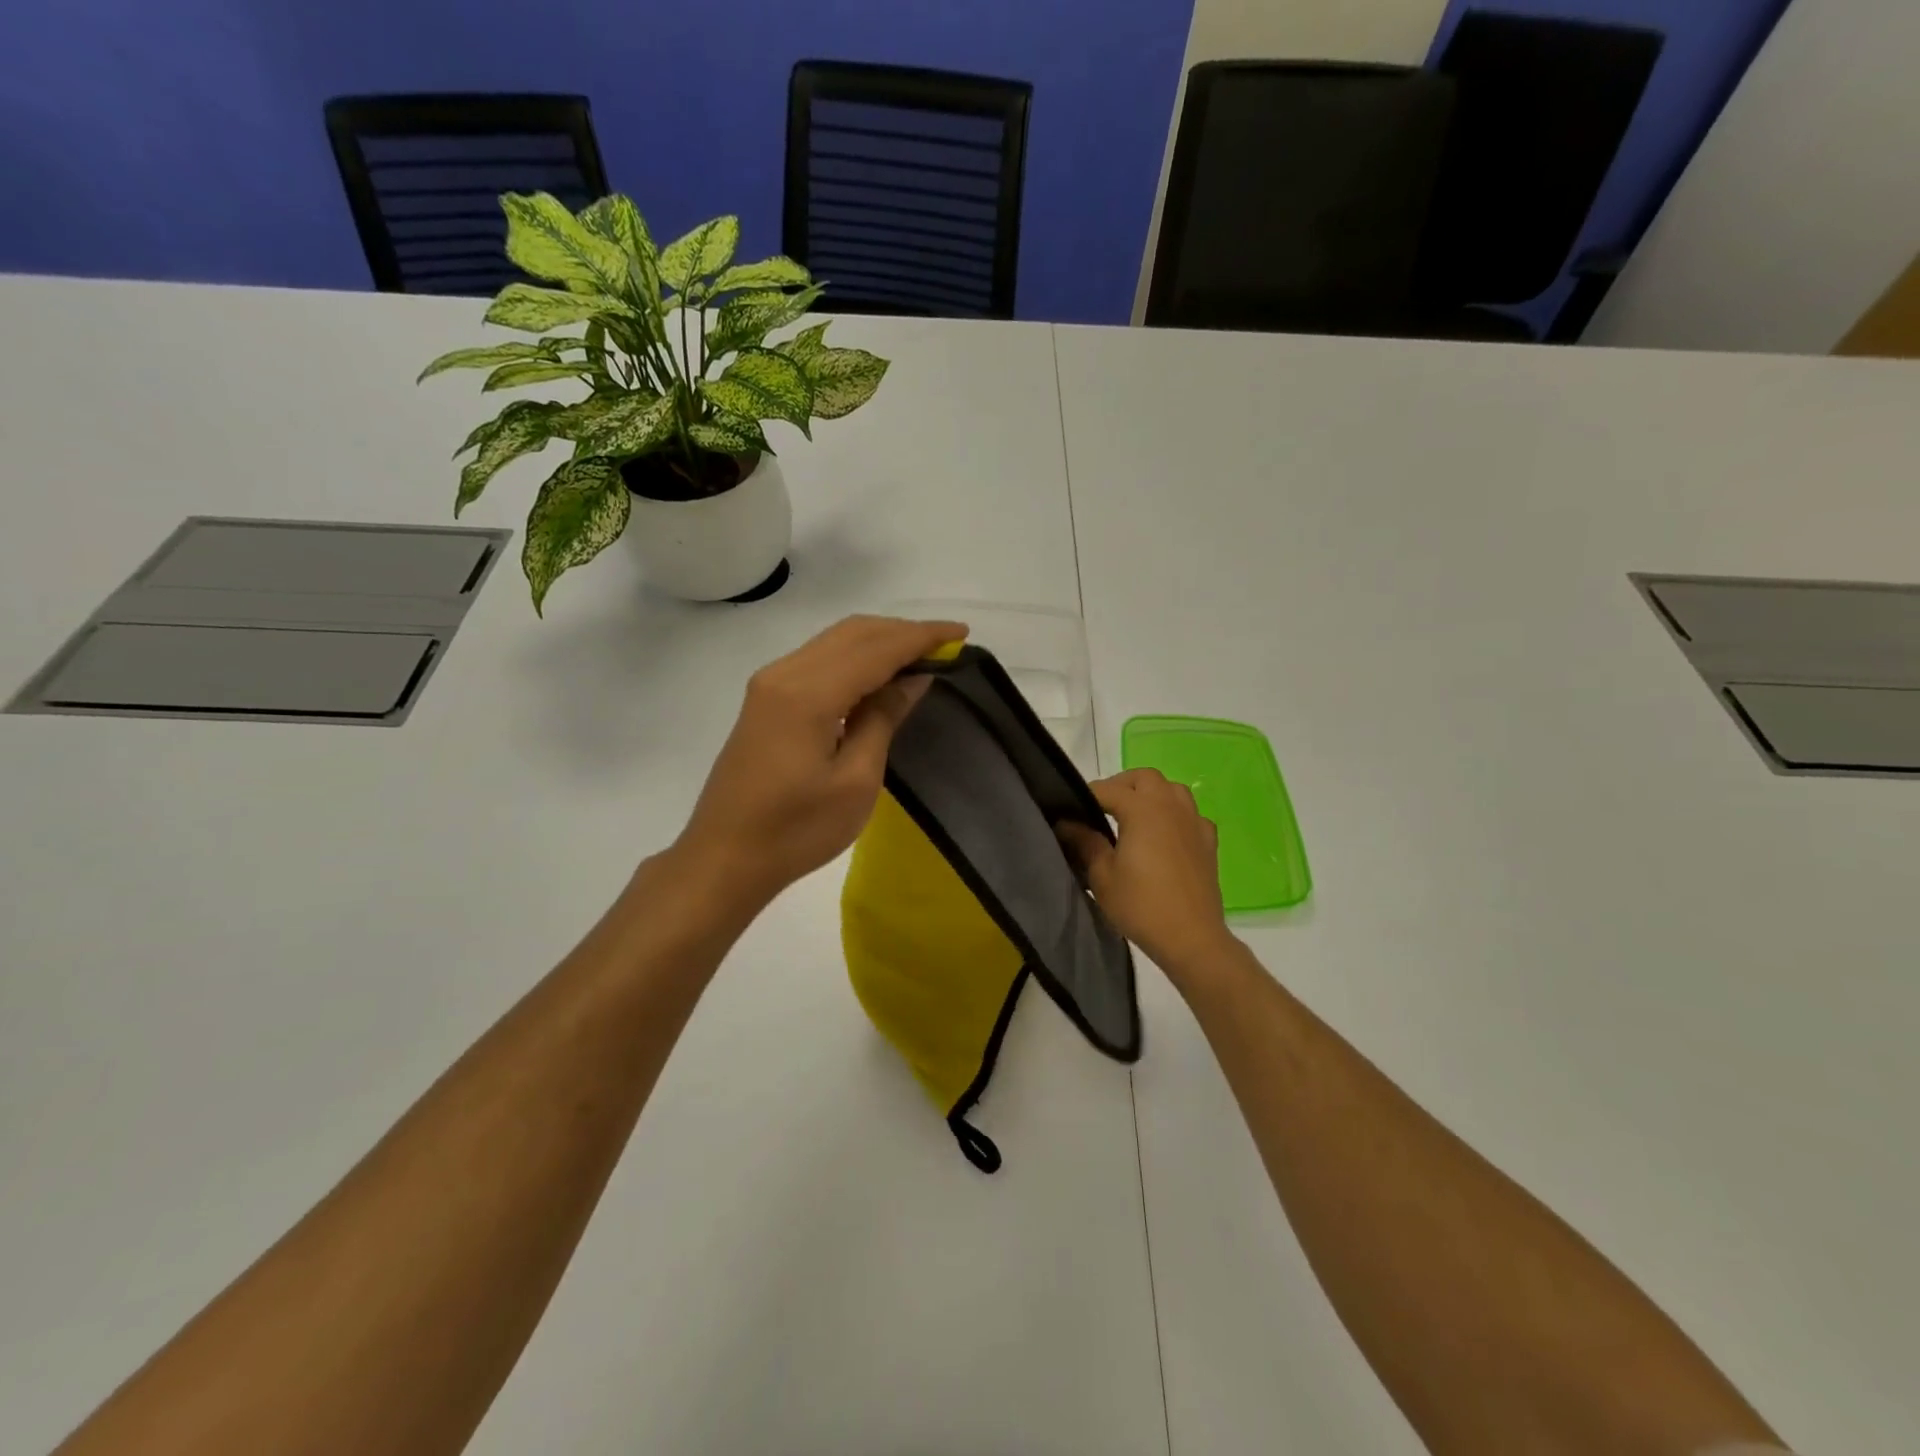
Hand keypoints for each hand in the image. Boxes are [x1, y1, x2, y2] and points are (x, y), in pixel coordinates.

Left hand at [669, 615, 965, 914]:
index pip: (876, 648)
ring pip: (834, 641)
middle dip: (902, 632)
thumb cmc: (797, 830)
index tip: (961, 632)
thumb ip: (883, 718)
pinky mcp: (765, 698)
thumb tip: (913, 676)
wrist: (725, 858)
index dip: (922, 637)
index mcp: (808, 694)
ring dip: (879, 641)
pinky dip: (856, 656)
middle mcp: (785, 673)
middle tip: (946, 645)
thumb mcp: (856, 781)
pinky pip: (819, 659)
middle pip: (853, 632)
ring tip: (920, 655)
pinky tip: (878, 675)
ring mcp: (769, 683)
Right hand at [1059, 769, 1233, 977]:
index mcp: (1142, 810)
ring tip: (1134, 816)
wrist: (1191, 937)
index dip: (1086, 795)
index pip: (1108, 789)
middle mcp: (1170, 806)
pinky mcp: (1208, 842)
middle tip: (1103, 807)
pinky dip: (1175, 816)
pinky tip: (1166, 835)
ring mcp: (1194, 822)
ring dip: (1151, 794)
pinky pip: (1190, 815)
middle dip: (1122, 786)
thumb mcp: (1102, 876)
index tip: (1070, 809)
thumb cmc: (1141, 905)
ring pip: (1172, 790)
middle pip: (1145, 778)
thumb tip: (1067, 823)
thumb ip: (1085, 842)